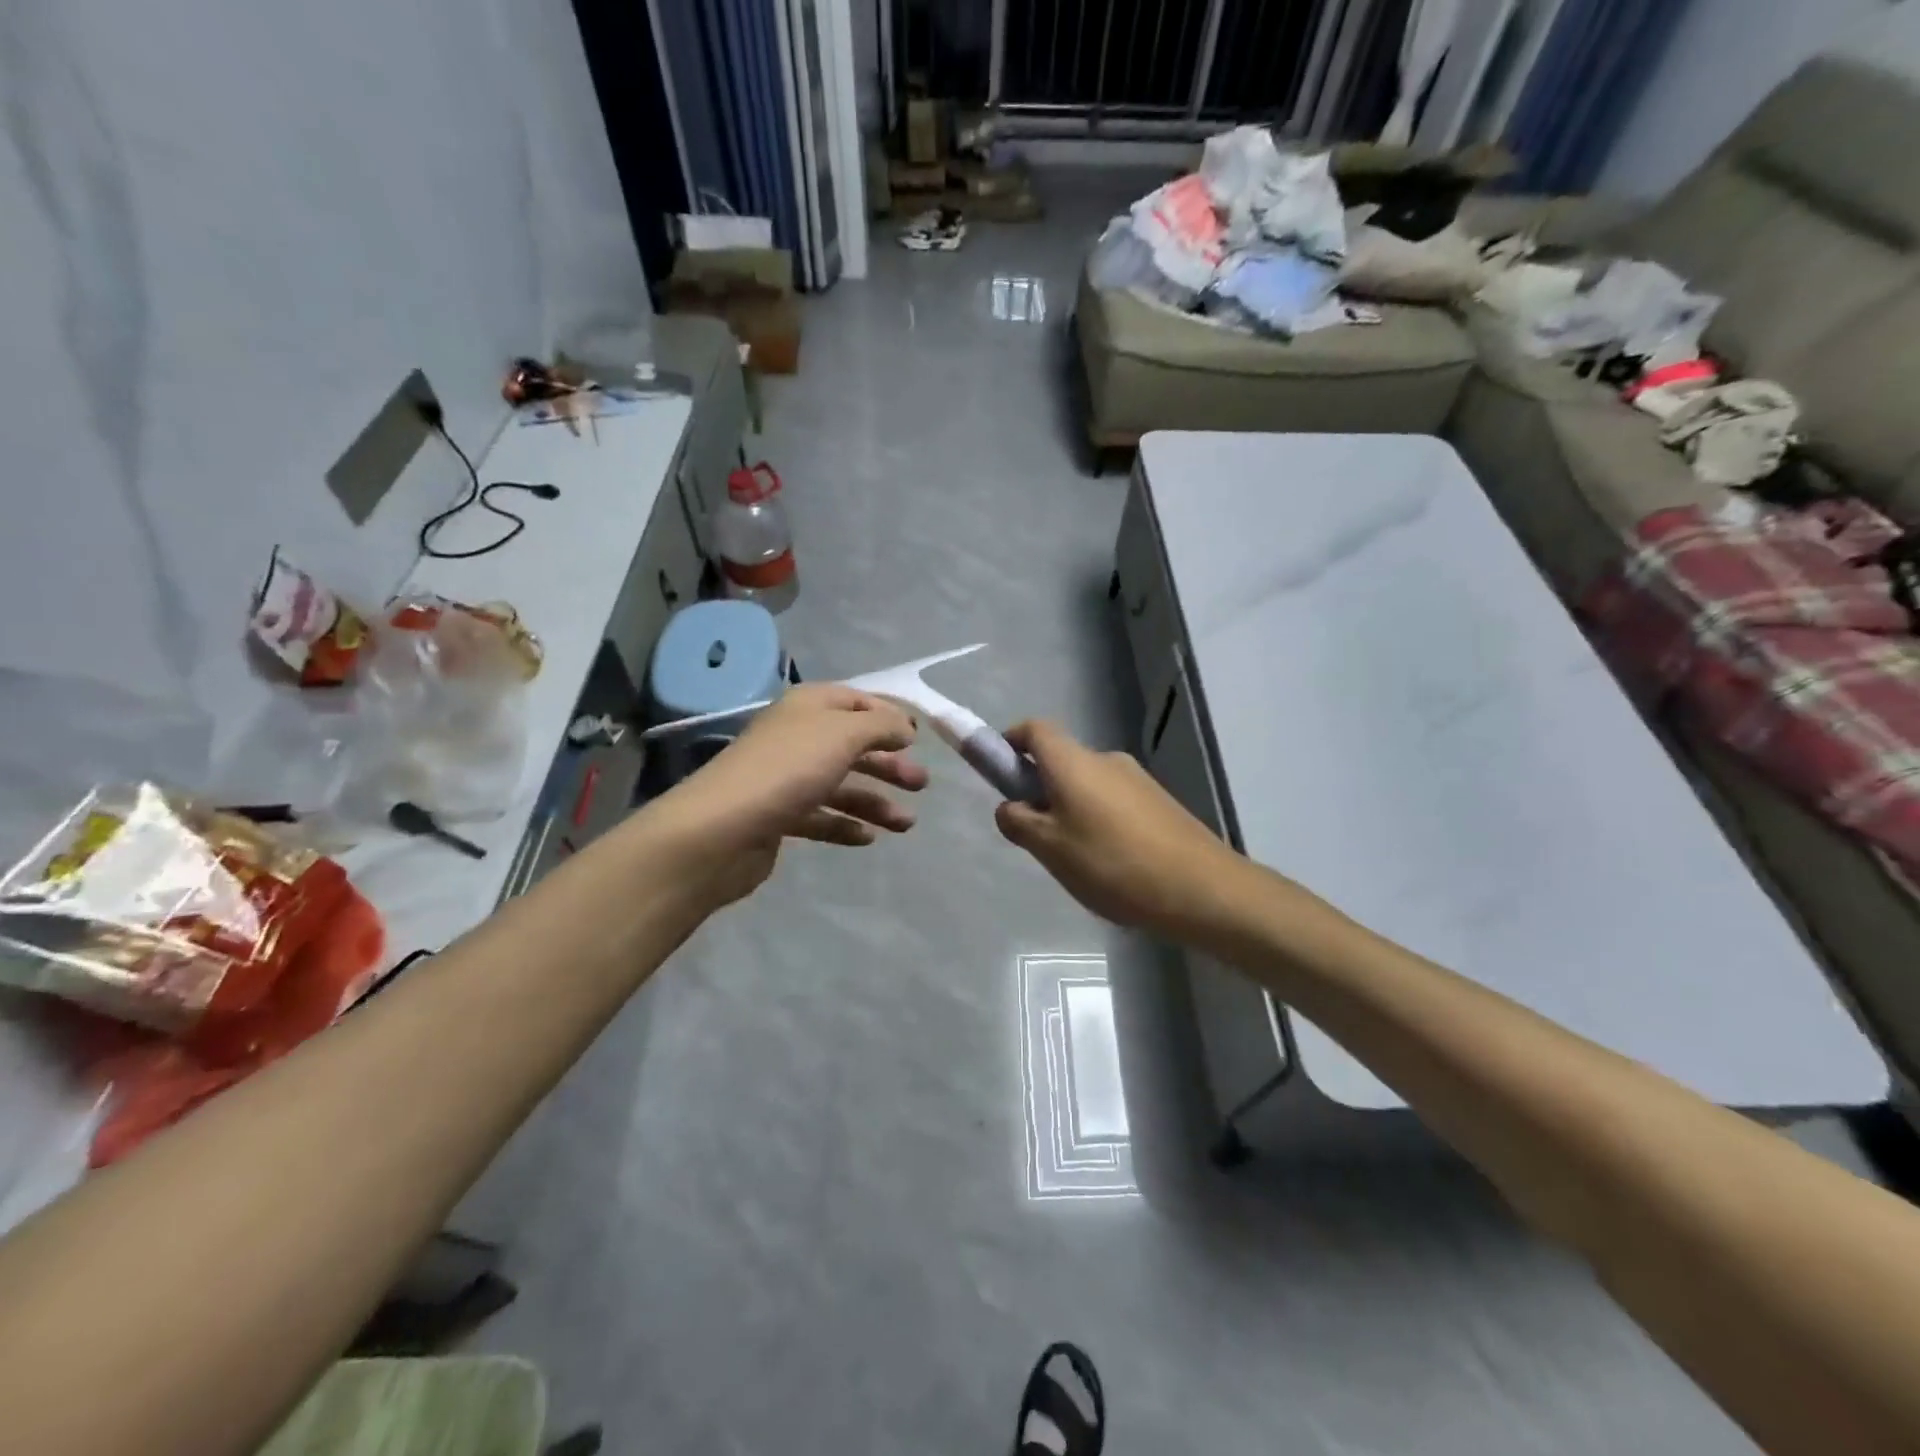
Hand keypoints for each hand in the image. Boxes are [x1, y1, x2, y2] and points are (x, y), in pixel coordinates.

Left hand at [641, 684, 927, 906]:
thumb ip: (881, 725)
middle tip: (921, 784)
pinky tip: (868, 838)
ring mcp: (785, 778)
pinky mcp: (778, 817)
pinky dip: (845, 825)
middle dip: (888, 763)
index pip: (855, 700)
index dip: (888, 715)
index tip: (919, 737)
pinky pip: (820, 817)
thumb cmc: (788, 770)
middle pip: (852, 745)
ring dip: (875, 801)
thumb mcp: (843, 734)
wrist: (720, 831)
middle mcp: (796, 737)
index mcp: (808, 707)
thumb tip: (905, 726)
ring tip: (907, 823)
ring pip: (840, 785)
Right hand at [994, 720, 1244, 936]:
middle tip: (1036, 836)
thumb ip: (1018, 821)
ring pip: (1087, 785)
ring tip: (1077, 859)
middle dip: (1040, 789)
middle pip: (1061, 760)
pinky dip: (1099, 820)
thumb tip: (1010, 806)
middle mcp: (1106, 759)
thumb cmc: (1112, 864)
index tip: (1000, 776)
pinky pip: (1114, 801)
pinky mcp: (1160, 802)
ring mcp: (1137, 779)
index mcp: (1073, 762)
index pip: (1033, 729)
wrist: (1201, 888)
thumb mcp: (1049, 848)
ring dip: (1070, 809)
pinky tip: (1110, 863)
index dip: (1009, 743)